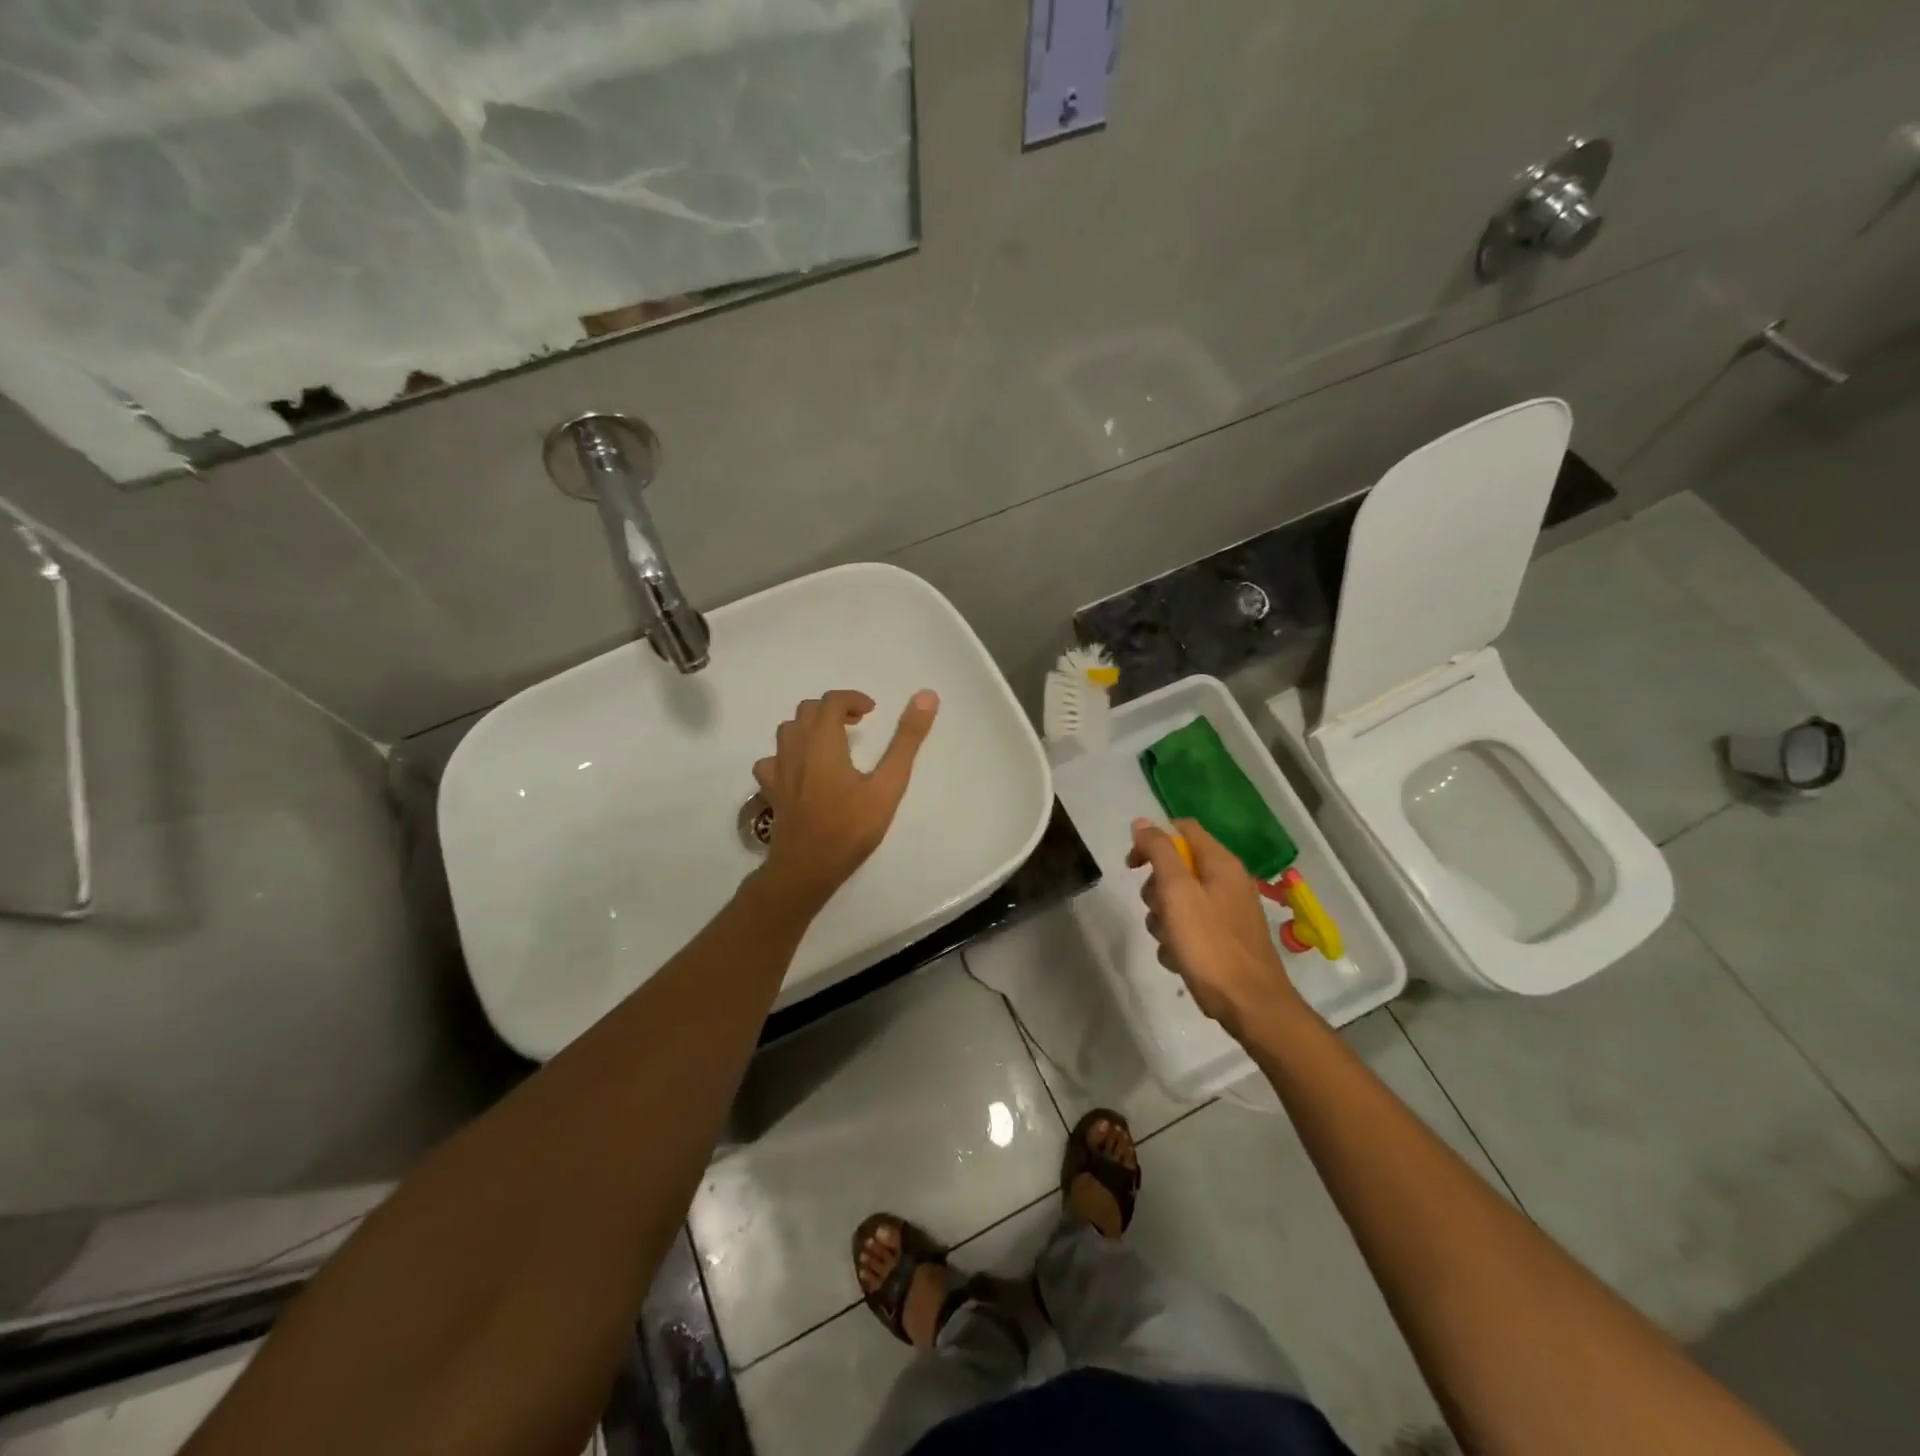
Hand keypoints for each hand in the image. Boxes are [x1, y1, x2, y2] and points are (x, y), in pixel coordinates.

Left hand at [752, 689, 939, 911]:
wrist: (807, 868)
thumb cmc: (850, 827)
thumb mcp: (888, 785)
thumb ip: (906, 740)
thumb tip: (926, 696)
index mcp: (823, 741)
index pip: (831, 701)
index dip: (852, 699)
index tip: (871, 712)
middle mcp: (796, 748)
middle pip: (807, 711)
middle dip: (833, 709)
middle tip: (856, 724)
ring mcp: (778, 769)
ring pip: (788, 731)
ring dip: (810, 727)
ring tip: (832, 743)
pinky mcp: (771, 790)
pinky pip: (773, 760)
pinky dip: (789, 755)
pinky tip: (802, 770)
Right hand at [1127, 818, 1304, 1038]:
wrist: (1250, 1005)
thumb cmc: (1211, 944)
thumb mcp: (1178, 892)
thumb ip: (1159, 852)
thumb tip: (1142, 822)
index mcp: (1220, 863)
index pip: (1182, 829)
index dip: (1152, 841)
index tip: (1132, 866)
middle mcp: (1226, 881)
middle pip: (1176, 867)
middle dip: (1156, 889)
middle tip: (1158, 910)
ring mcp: (1226, 911)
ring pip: (1177, 901)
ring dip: (1163, 919)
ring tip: (1169, 941)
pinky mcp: (1223, 938)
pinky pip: (1188, 927)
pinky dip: (1177, 940)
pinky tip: (1179, 959)